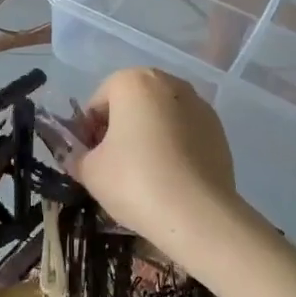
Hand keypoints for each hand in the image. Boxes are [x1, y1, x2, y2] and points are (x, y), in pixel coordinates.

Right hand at [75, 68, 239, 250]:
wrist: (198, 215)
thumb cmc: (134, 181)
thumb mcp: (90, 171)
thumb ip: (76, 156)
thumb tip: (77, 156)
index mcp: (133, 81)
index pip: (98, 103)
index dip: (87, 131)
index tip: (88, 159)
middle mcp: (168, 82)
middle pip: (131, 104)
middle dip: (119, 129)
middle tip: (112, 165)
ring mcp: (199, 105)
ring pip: (160, 117)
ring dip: (148, 136)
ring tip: (143, 174)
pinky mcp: (219, 131)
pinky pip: (184, 133)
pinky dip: (173, 147)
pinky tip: (169, 178)